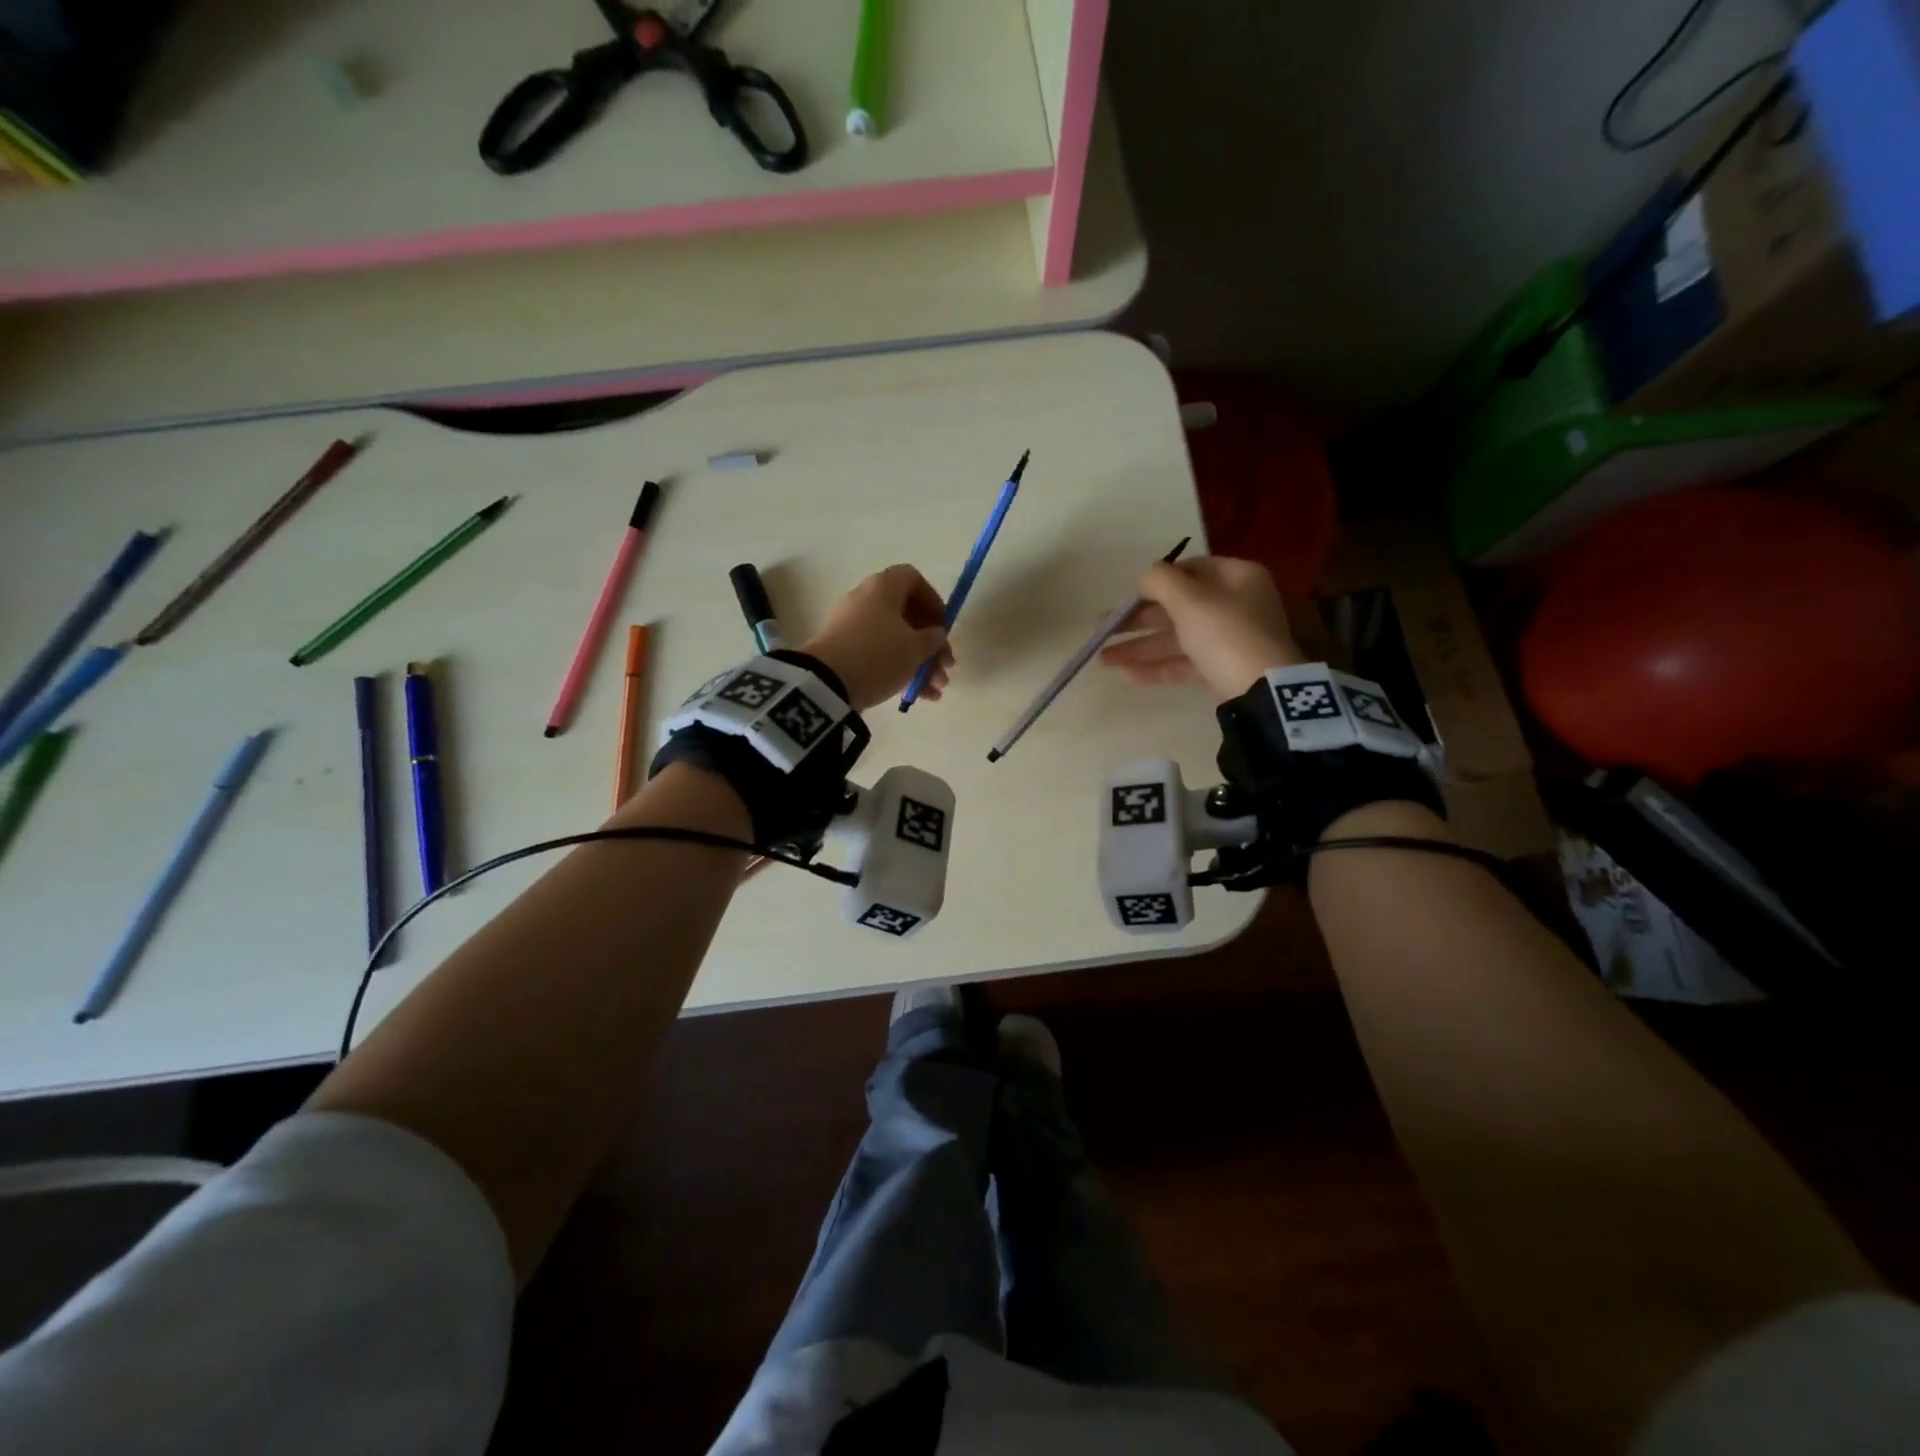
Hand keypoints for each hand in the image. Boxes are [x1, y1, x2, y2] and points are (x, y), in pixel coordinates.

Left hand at [803, 565, 952, 710]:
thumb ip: (933, 639)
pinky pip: (878, 655)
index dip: (933, 601)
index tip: (943, 628)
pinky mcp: (843, 651)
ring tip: (935, 691)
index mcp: (883, 587)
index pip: (912, 579)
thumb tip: (934, 635)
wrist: (826, 683)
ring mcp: (851, 627)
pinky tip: (917, 697)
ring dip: (919, 664)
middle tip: (946, 667)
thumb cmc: (879, 655)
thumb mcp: (915, 649)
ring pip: (894, 640)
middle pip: (906, 615)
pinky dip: (898, 671)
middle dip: (931, 644)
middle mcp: (865, 600)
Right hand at [1100, 556, 1303, 699]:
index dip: (1155, 581)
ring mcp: (1230, 640)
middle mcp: (1236, 604)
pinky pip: (1185, 662)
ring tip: (1103, 660)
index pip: (1190, 570)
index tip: (1127, 597)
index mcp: (1236, 577)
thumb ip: (1160, 580)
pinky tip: (1128, 674)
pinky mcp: (1223, 670)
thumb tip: (1145, 577)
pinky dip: (1158, 666)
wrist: (1263, 691)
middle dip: (1138, 621)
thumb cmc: (1225, 633)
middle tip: (1103, 630)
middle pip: (1178, 607)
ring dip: (1140, 647)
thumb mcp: (1189, 599)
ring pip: (1178, 638)